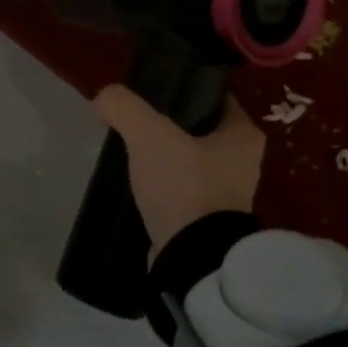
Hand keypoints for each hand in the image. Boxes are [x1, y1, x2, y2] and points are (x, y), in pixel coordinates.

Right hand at [92, 87, 264, 257]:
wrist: (192, 259)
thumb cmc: (184, 186)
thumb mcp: (149, 134)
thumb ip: (124, 107)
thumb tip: (103, 99)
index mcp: (244, 134)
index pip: (212, 95)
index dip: (180, 87)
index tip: (148, 90)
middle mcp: (243, 161)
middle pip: (197, 128)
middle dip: (166, 123)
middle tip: (132, 120)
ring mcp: (226, 193)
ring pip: (187, 159)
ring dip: (162, 155)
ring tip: (129, 150)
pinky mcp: (206, 219)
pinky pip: (179, 188)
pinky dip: (160, 183)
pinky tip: (135, 181)